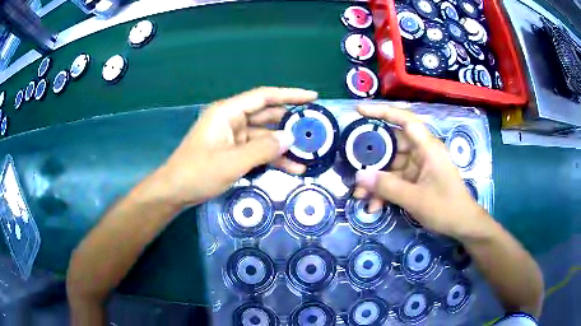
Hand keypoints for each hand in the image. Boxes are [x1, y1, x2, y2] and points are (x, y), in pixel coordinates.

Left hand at [153, 87, 316, 206]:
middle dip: (290, 122)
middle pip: (267, 115)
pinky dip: (272, 157)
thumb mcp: (233, 161)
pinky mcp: (233, 152)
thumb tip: (290, 138)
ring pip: (264, 136)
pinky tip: (292, 167)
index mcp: (228, 112)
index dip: (290, 95)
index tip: (313, 97)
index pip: (264, 97)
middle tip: (315, 129)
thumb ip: (263, 148)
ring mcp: (233, 137)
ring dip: (283, 145)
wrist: (175, 191)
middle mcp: (232, 120)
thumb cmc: (198, 172)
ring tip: (308, 153)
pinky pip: (257, 150)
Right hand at [353, 105, 485, 237]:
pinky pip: (397, 181)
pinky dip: (385, 191)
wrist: (462, 225)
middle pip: (393, 145)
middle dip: (372, 160)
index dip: (383, 112)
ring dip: (376, 181)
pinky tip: (374, 206)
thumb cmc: (445, 208)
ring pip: (392, 166)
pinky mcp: (417, 180)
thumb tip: (358, 176)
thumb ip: (387, 187)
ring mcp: (419, 167)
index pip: (405, 120)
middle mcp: (423, 152)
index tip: (359, 111)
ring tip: (360, 196)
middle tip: (353, 169)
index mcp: (428, 147)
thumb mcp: (415, 199)